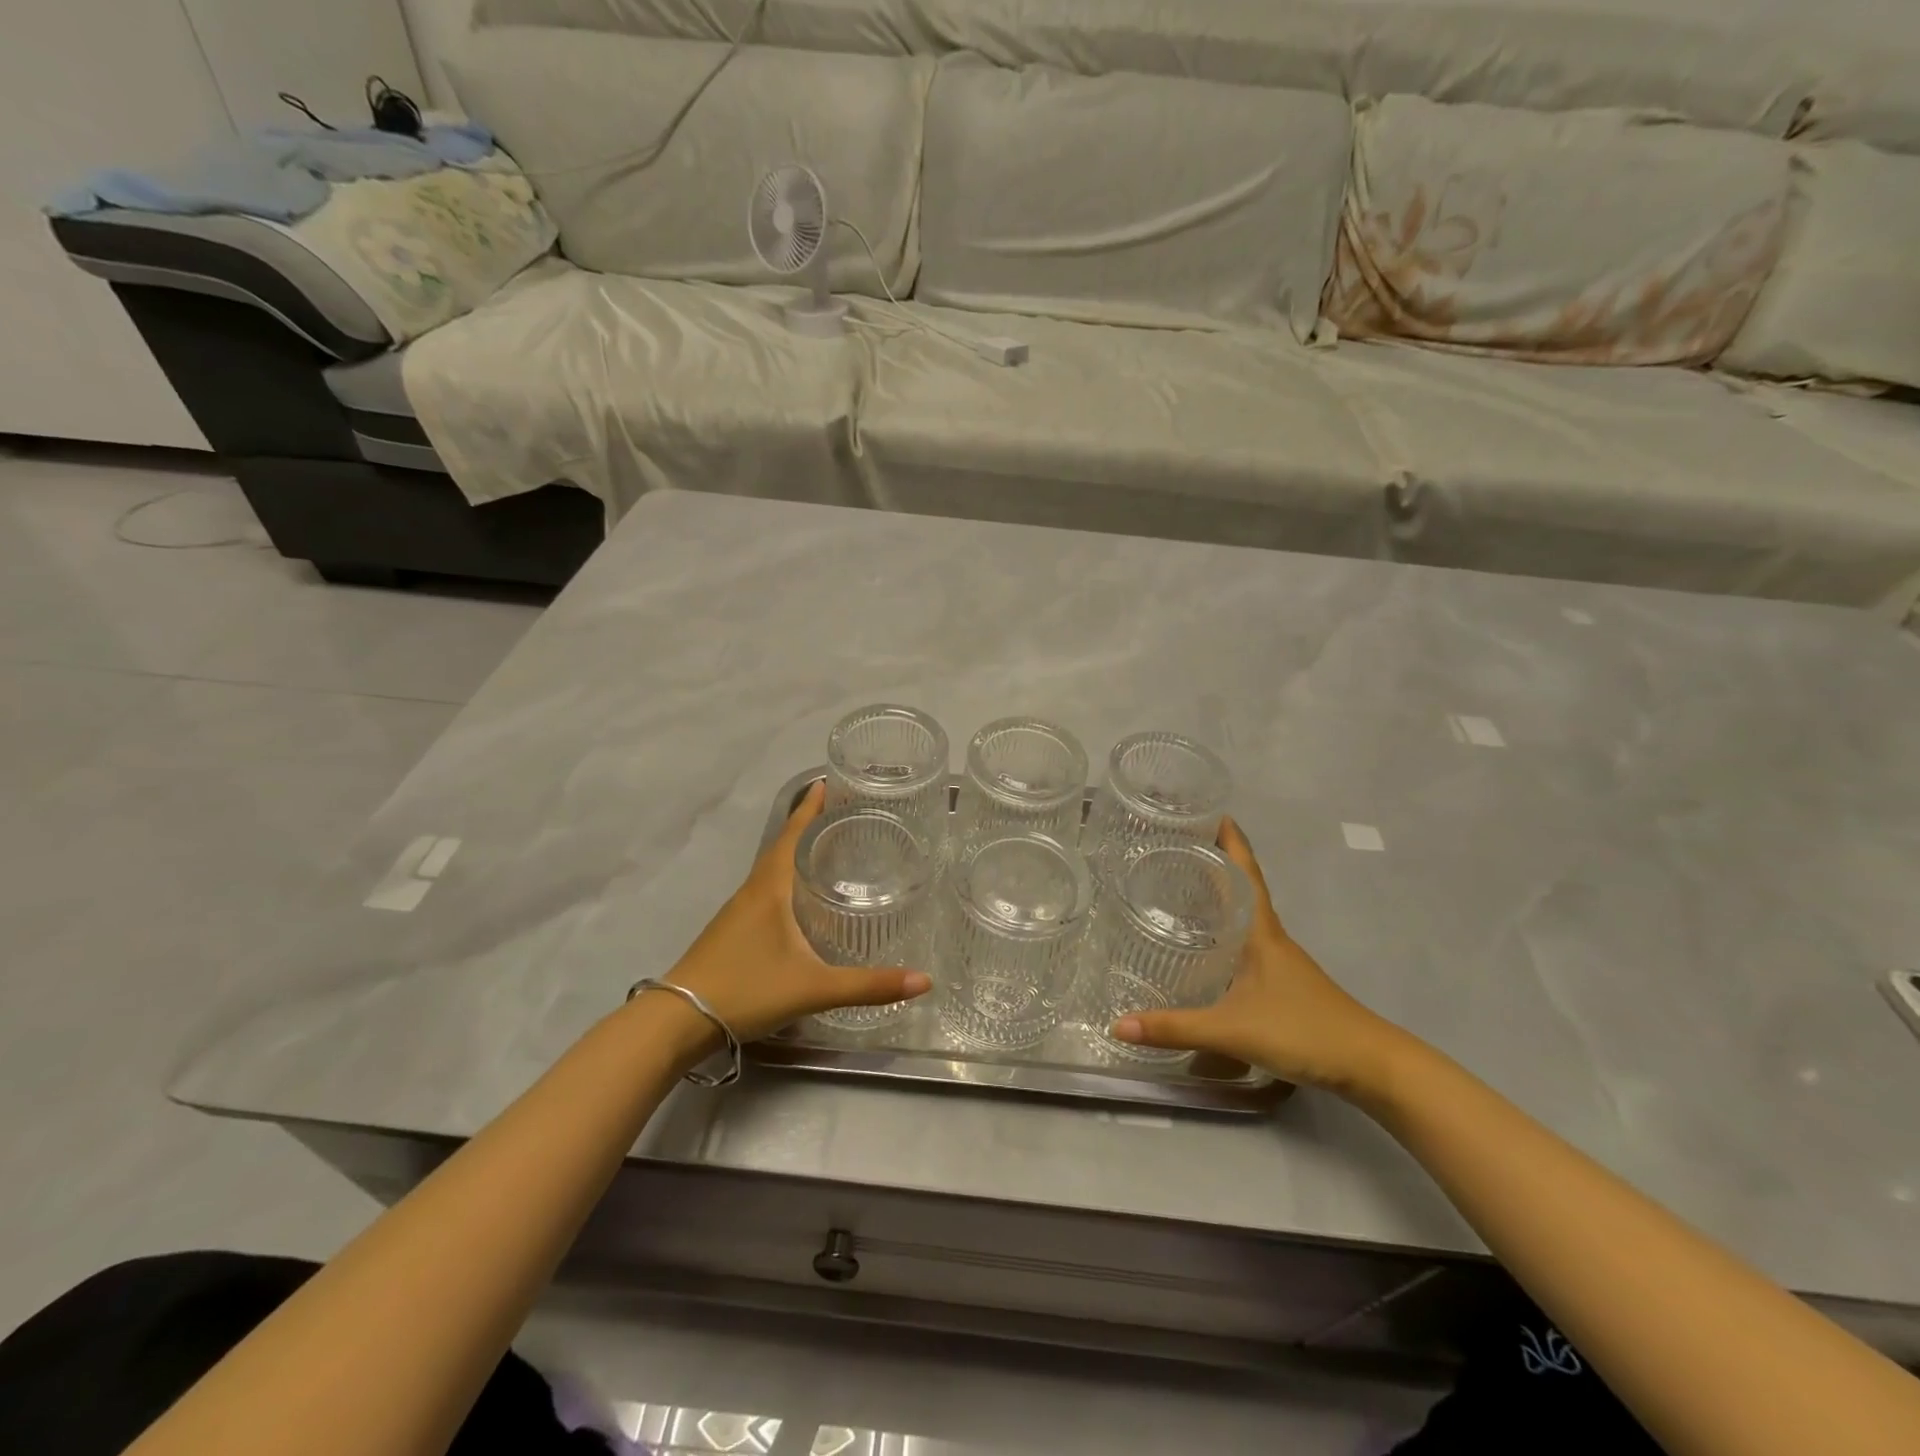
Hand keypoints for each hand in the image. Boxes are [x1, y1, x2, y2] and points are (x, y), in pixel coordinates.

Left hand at [663, 782, 931, 1042]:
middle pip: (783, 846)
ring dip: (797, 852)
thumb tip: (925, 980)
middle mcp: (753, 891)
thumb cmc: (746, 990)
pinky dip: (786, 880)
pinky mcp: (733, 931)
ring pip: (773, 869)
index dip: (811, 808)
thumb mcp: (813, 988)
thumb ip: (869, 985)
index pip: (793, 834)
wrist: (678, 1020)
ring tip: (830, 850)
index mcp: (770, 888)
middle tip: (844, 814)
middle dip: (810, 826)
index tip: (829, 782)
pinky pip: (766, 891)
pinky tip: (801, 899)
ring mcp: (738, 911)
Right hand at [1109, 819, 1402, 1095]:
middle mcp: (1270, 938)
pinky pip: (1246, 943)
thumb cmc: (1304, 1031)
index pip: (1245, 873)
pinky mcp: (1282, 983)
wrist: (1371, 1066)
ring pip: (1243, 917)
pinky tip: (1206, 947)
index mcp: (1261, 932)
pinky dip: (1224, 931)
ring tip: (1181, 887)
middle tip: (1175, 846)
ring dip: (1219, 897)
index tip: (1211, 811)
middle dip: (1214, 863)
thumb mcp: (1232, 1030)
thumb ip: (1175, 1028)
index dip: (1231, 841)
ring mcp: (1279, 961)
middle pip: (1241, 888)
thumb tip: (1118, 1025)